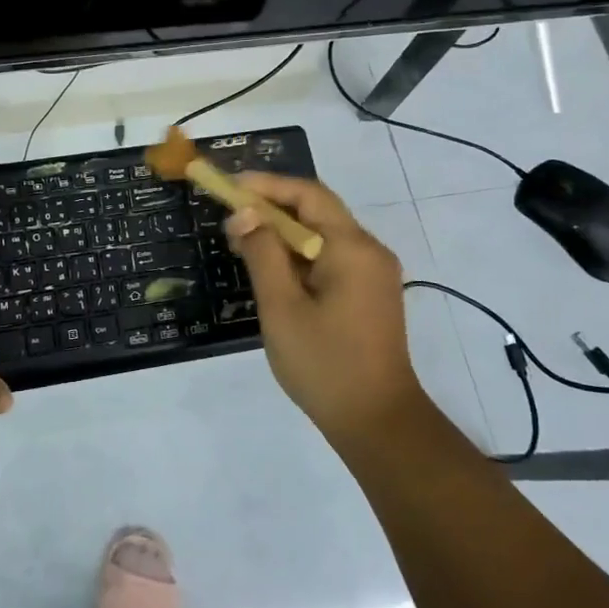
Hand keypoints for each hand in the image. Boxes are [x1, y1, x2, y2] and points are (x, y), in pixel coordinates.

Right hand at [224, 173, 424, 443]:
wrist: (378, 422)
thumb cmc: (325, 363)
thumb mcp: (282, 307)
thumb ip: (263, 253)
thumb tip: (245, 214)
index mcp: (353, 247)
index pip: (308, 194)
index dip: (267, 185)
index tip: (230, 187)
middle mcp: (369, 251)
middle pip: (317, 211)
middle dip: (272, 209)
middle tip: (231, 219)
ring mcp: (373, 274)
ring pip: (323, 236)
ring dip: (284, 234)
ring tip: (243, 244)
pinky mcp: (370, 294)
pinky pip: (331, 258)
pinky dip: (299, 256)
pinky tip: (273, 271)